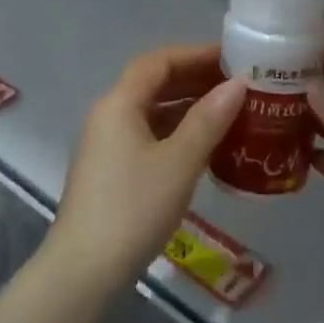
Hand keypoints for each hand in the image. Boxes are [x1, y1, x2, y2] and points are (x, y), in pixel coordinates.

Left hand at [48, 44, 243, 286]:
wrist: (85, 268)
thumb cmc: (134, 207)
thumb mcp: (179, 162)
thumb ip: (209, 119)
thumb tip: (238, 83)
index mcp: (119, 104)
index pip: (158, 62)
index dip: (195, 54)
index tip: (233, 57)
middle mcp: (109, 115)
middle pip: (153, 83)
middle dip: (195, 79)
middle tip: (239, 84)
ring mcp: (107, 144)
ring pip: (152, 111)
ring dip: (188, 107)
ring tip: (230, 111)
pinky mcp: (112, 170)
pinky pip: (148, 135)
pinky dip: (177, 132)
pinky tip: (205, 145)